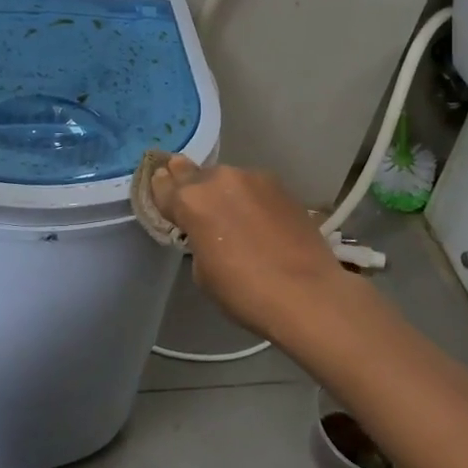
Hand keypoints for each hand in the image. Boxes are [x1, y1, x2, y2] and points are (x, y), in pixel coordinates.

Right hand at [149, 156, 347, 339]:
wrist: (308, 293)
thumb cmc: (244, 291)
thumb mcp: (203, 272)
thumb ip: (197, 239)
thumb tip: (207, 231)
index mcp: (191, 200)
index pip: (164, 186)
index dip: (160, 188)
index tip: (160, 186)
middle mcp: (219, 179)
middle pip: (194, 174)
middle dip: (188, 182)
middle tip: (188, 192)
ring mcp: (253, 178)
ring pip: (227, 179)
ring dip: (223, 191)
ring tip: (230, 212)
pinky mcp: (281, 186)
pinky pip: (254, 187)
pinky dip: (249, 198)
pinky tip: (258, 218)